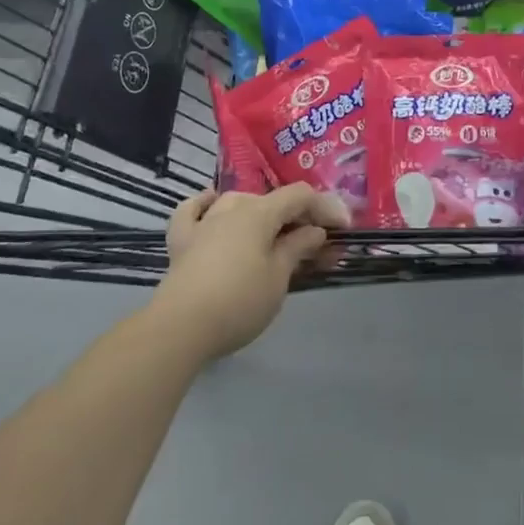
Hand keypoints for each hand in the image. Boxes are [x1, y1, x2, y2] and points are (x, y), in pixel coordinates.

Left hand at [150, 184, 347, 362]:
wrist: (180, 328)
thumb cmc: (238, 302)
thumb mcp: (278, 278)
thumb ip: (297, 248)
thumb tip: (314, 231)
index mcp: (259, 212)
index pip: (299, 196)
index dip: (325, 208)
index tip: (343, 229)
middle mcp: (231, 208)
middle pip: (270, 202)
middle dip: (297, 219)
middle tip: (316, 246)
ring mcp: (203, 222)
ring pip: (236, 203)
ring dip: (259, 214)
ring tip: (272, 233)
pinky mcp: (181, 242)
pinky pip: (192, 211)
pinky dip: (204, 205)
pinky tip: (211, 205)